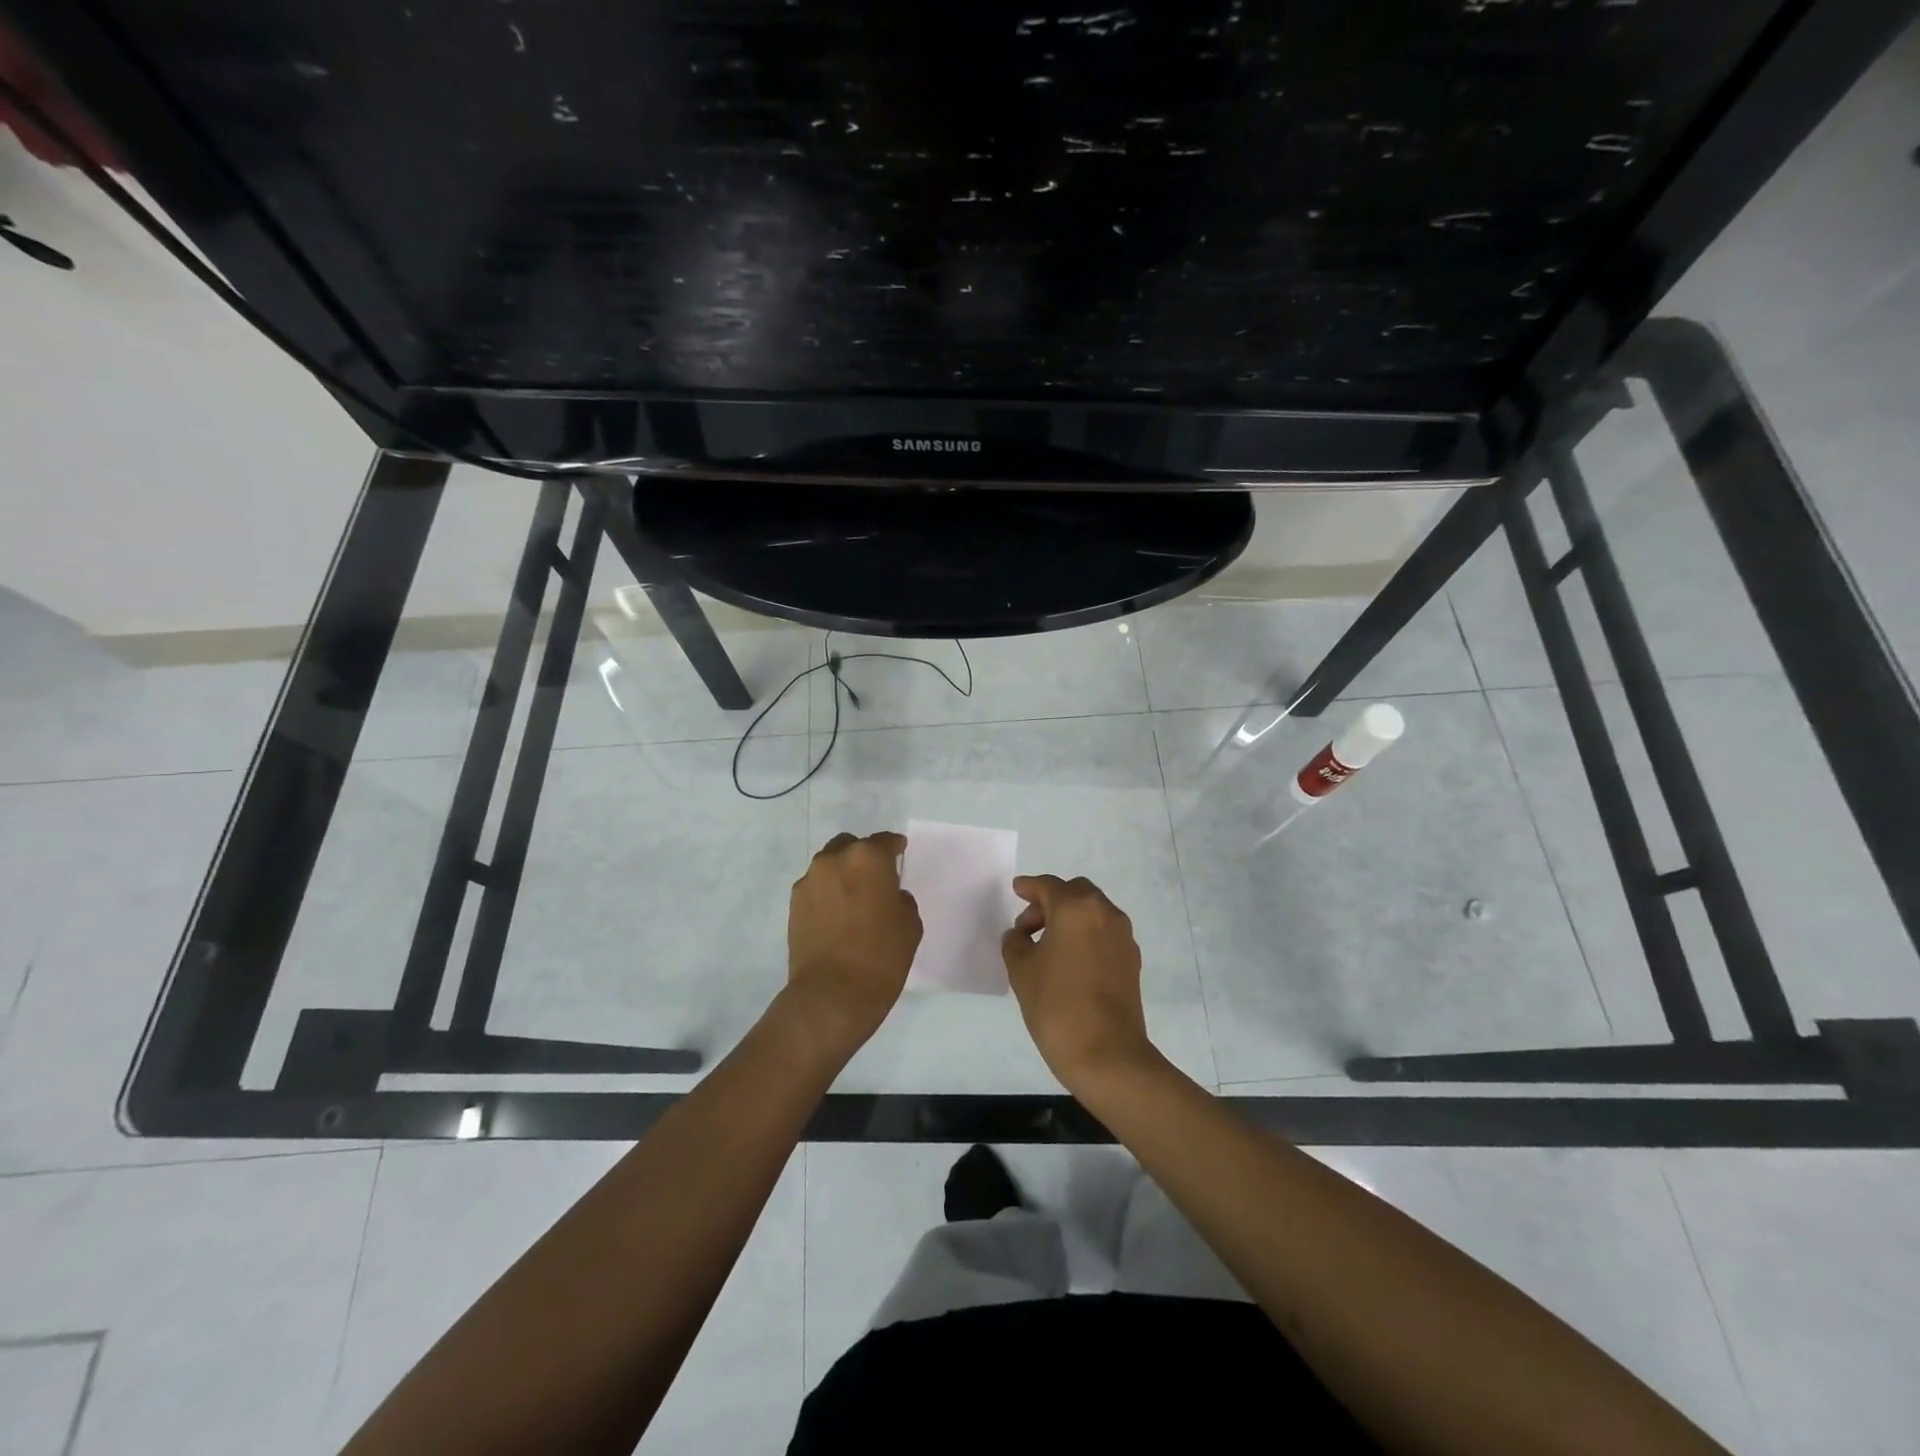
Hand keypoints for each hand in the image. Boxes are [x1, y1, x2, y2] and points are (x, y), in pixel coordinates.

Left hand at [784, 831, 921, 1058]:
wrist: (833, 994)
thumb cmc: (881, 956)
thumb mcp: (909, 925)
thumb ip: (900, 900)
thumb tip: (889, 896)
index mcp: (868, 858)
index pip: (885, 841)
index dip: (895, 846)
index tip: (900, 851)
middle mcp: (835, 859)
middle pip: (851, 846)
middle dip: (863, 856)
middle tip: (875, 878)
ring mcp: (810, 880)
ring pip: (829, 865)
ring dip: (842, 874)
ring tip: (853, 898)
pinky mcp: (793, 903)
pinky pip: (815, 887)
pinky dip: (827, 893)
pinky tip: (836, 914)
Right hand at [1001, 874, 1155, 1094]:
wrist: (1106, 1054)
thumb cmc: (1056, 1006)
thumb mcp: (1021, 970)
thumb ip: (1016, 942)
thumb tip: (1021, 935)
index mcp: (1076, 908)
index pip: (1048, 886)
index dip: (1029, 887)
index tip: (1016, 890)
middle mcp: (1104, 913)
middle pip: (1075, 893)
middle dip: (1051, 901)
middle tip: (1030, 926)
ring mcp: (1123, 936)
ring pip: (1093, 912)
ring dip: (1070, 918)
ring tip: (1048, 946)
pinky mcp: (1132, 960)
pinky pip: (1104, 933)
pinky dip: (1086, 935)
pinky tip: (1070, 961)